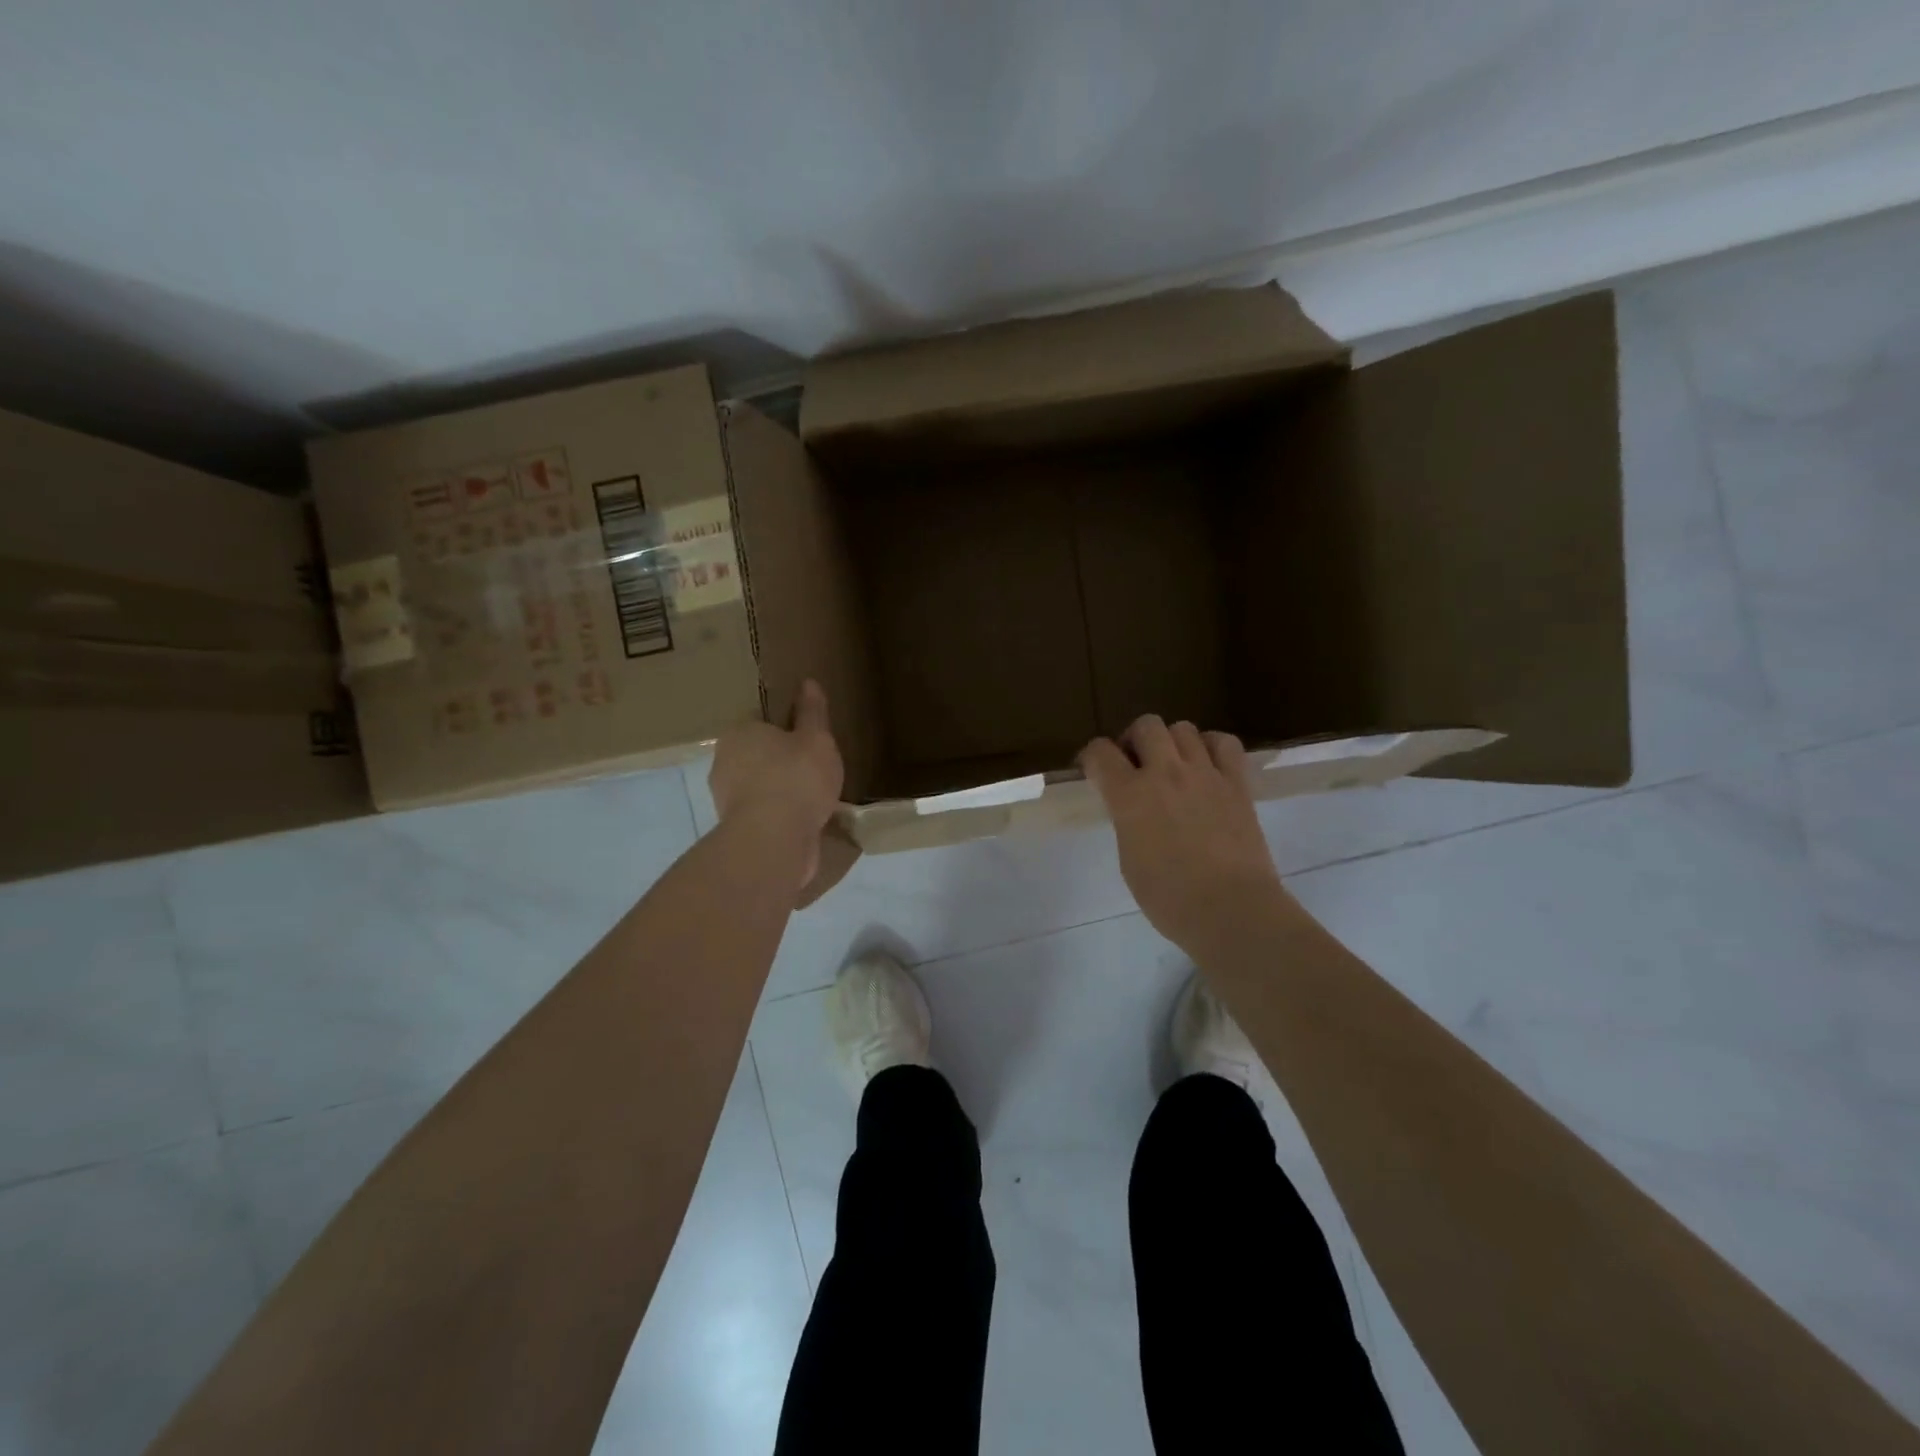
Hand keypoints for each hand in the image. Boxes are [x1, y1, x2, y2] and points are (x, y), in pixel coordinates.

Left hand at [709, 680, 843, 886]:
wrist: (773, 841)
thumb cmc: (796, 779)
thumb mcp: (816, 739)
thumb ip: (812, 712)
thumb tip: (808, 683)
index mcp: (739, 732)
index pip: (760, 721)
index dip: (785, 728)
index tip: (807, 739)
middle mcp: (723, 761)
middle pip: (757, 754)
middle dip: (780, 760)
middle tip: (813, 767)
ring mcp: (726, 798)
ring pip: (758, 785)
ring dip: (779, 790)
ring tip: (812, 797)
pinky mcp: (736, 829)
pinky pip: (763, 813)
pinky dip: (779, 815)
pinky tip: (802, 820)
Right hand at [1081, 716, 1286, 955]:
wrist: (1231, 910)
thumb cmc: (1169, 898)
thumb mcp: (1129, 859)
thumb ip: (1127, 821)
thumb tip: (1132, 808)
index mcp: (1129, 796)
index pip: (1099, 752)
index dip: (1092, 758)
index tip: (1094, 771)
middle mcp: (1165, 773)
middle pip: (1145, 725)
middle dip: (1135, 740)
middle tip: (1137, 766)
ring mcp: (1205, 773)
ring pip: (1183, 728)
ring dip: (1172, 742)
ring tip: (1174, 766)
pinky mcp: (1237, 783)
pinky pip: (1225, 743)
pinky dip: (1211, 746)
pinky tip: (1207, 765)